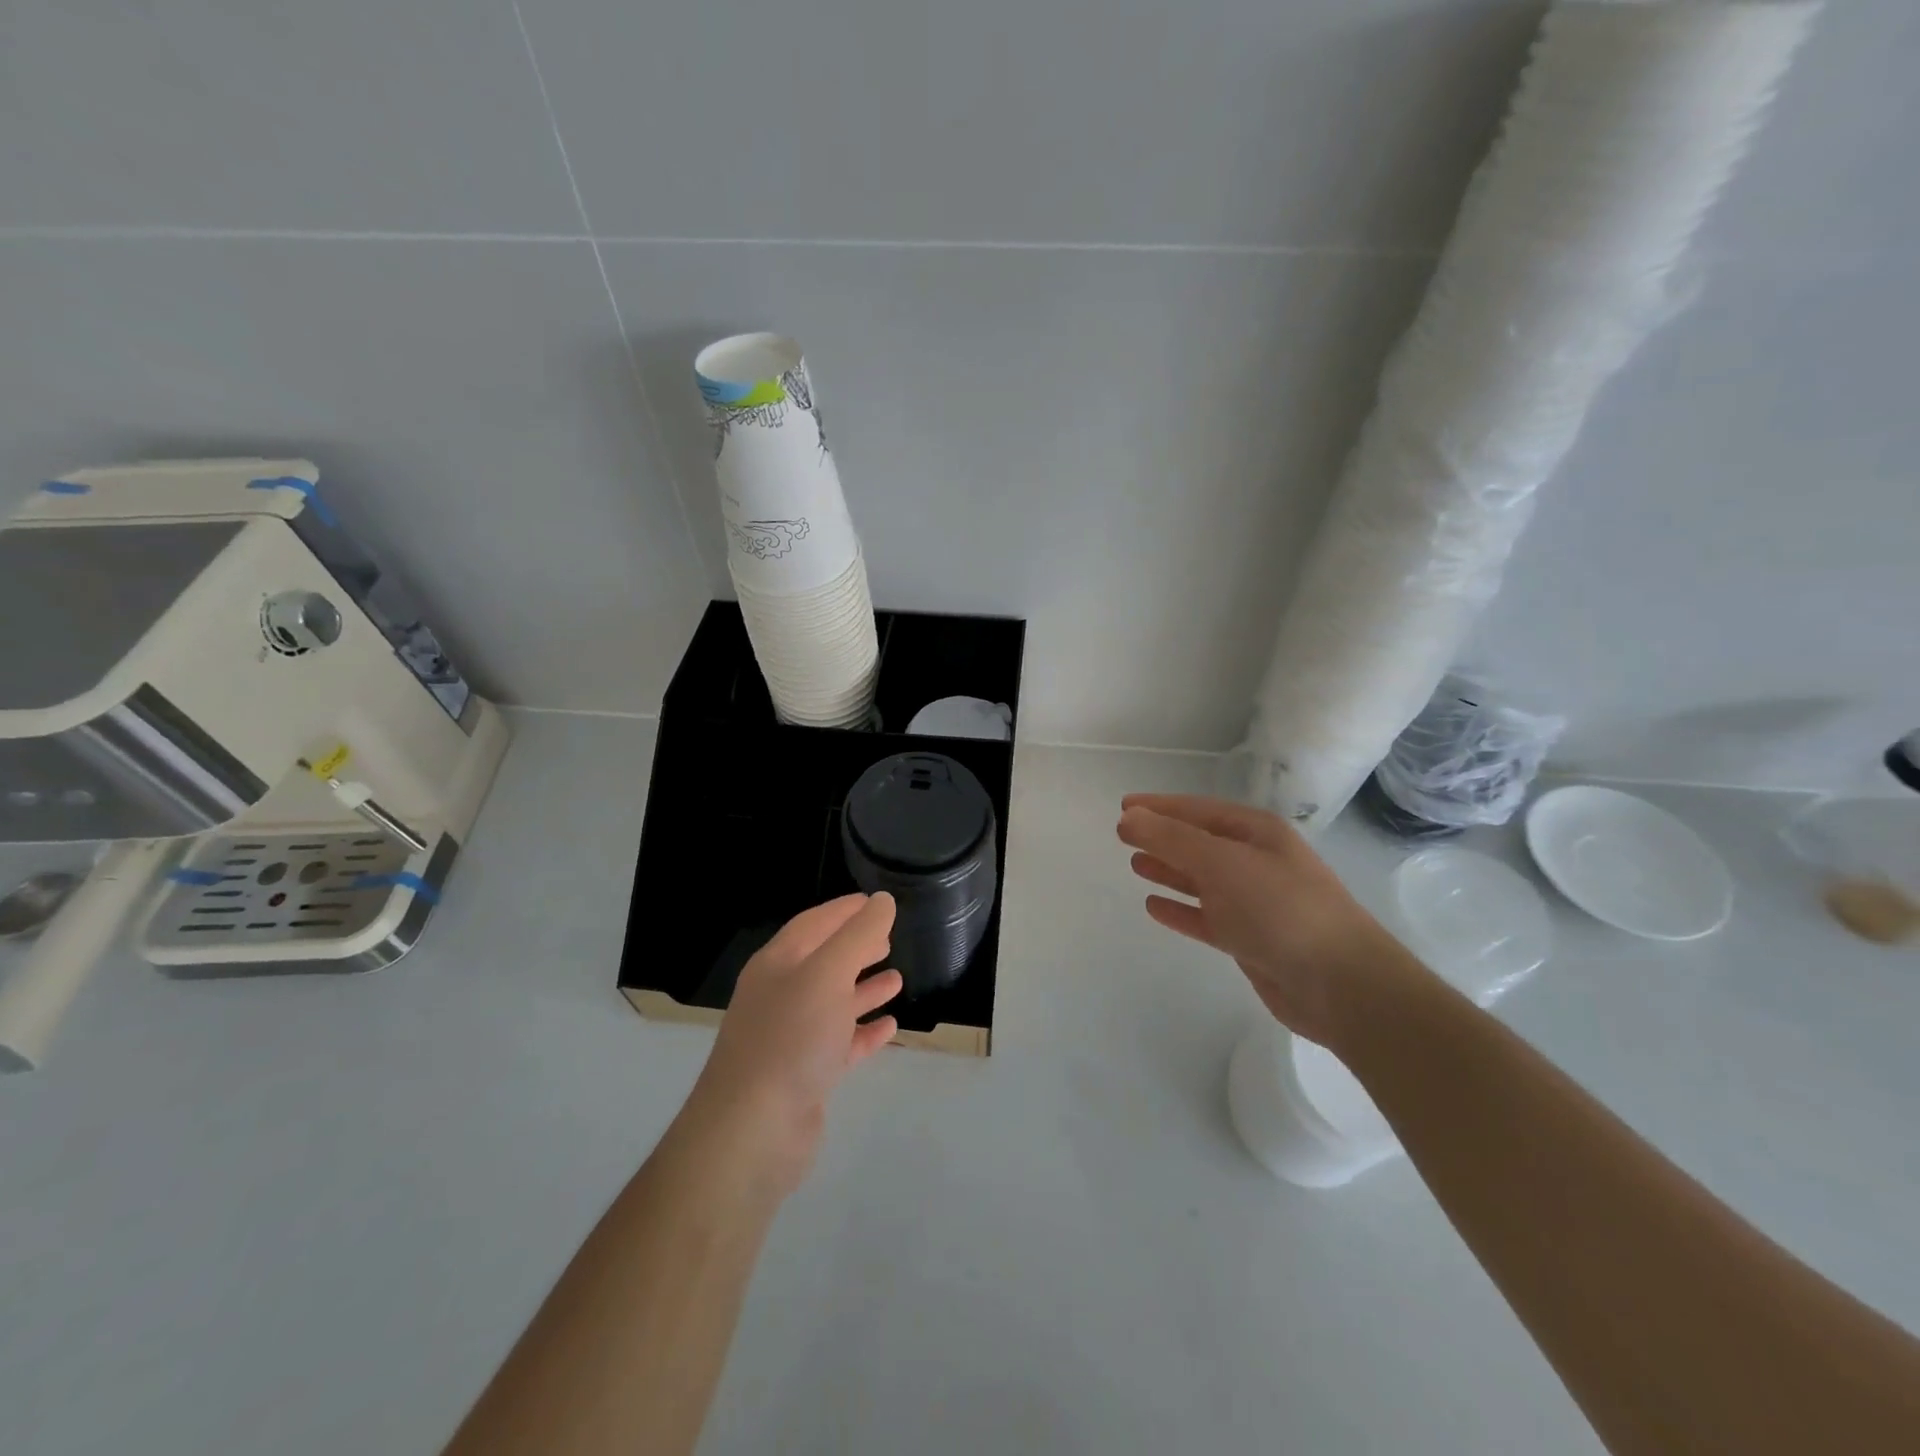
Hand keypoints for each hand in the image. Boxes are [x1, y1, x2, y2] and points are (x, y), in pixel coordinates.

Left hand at [685, 894, 902, 1195]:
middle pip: (823, 961)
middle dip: (855, 947)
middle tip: (889, 938)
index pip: (814, 923)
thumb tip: (882, 901)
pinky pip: (840, 1043)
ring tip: (897, 978)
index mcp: (778, 964)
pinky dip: (864, 1031)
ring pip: (833, 1003)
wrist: (753, 1132)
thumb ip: (858, 935)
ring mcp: (791, 1037)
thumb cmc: (790, 1038)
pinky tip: (889, 1027)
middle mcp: (781, 995)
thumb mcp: (828, 974)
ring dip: (863, 989)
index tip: (877, 902)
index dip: (845, 910)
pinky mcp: (805, 1075)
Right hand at [1116, 794, 1428, 1049]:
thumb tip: (1129, 817)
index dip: (1159, 807)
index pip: (1198, 810)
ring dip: (1169, 871)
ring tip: (1134, 865)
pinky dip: (1181, 909)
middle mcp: (1256, 861)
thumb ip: (1172, 839)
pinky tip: (1154, 906)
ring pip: (1201, 880)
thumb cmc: (1281, 910)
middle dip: (1162, 837)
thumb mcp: (1222, 863)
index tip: (1123, 806)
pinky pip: (1206, 917)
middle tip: (1122, 835)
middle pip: (1199, 843)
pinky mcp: (1250, 940)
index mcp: (1256, 833)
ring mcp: (1254, 902)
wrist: (1340, 985)